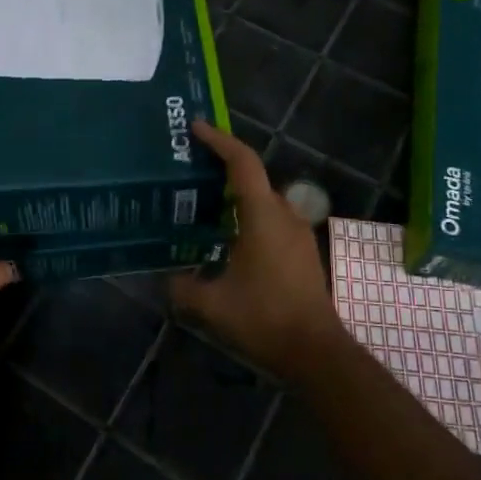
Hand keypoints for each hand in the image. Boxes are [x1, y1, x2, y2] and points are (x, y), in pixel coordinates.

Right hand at [171, 121, 341, 378]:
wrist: (315, 351)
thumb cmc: (264, 318)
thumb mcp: (212, 305)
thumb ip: (182, 287)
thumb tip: (165, 277)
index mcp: (263, 216)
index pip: (242, 162)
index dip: (219, 140)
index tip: (196, 128)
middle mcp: (284, 215)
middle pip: (253, 178)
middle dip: (223, 168)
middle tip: (190, 170)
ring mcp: (298, 233)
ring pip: (263, 201)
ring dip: (237, 195)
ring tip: (204, 203)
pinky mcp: (302, 251)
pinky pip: (272, 220)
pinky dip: (249, 216)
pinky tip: (228, 237)